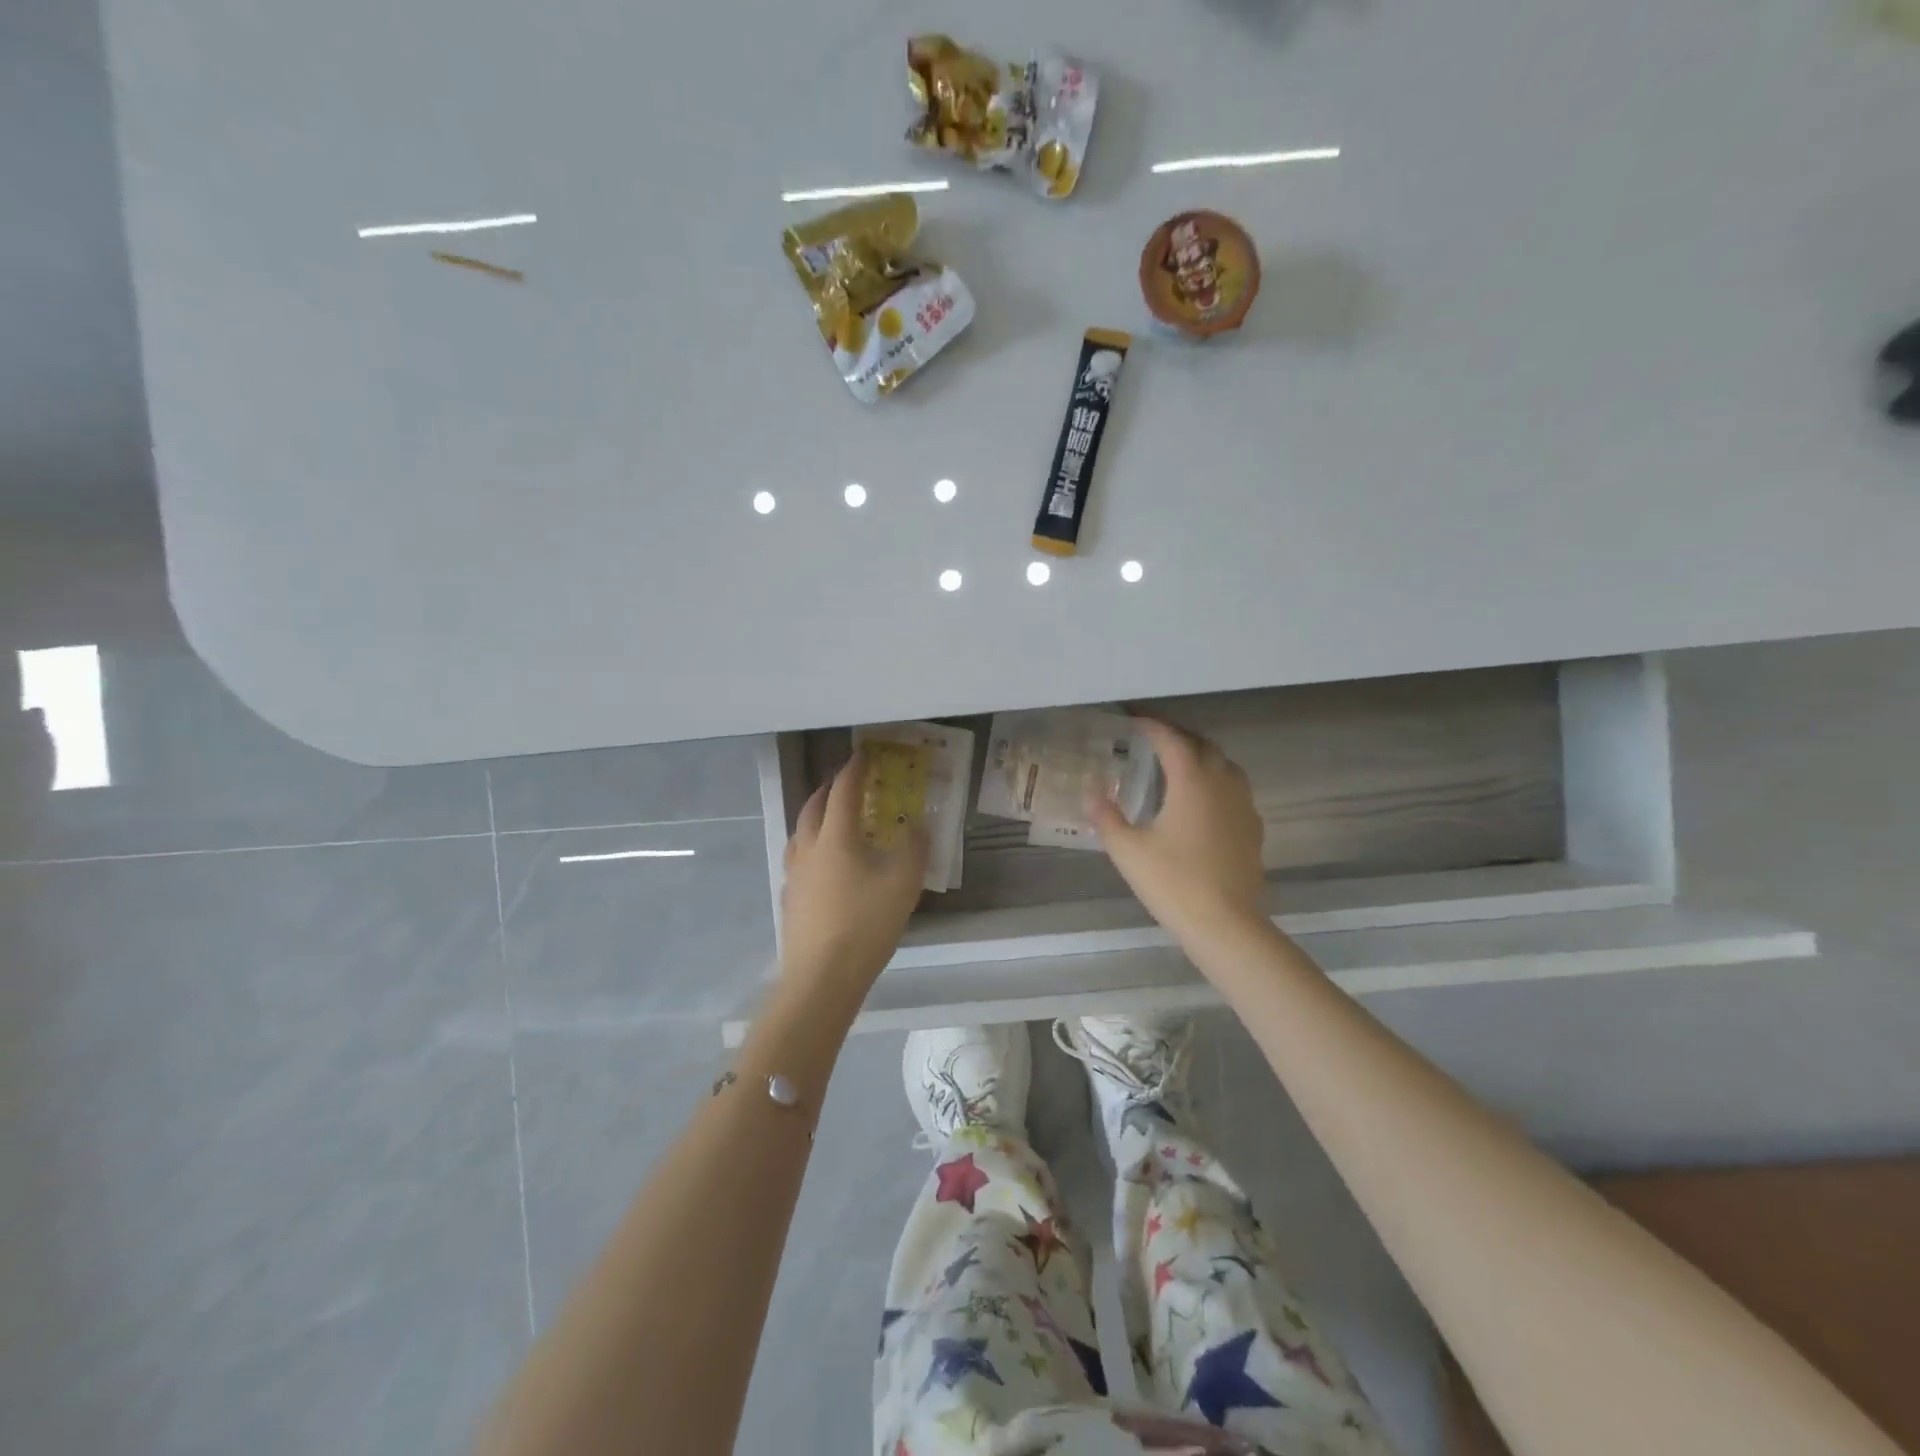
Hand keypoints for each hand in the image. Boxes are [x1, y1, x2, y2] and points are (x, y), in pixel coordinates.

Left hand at [779, 750, 929, 995]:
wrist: (822, 977)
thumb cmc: (866, 924)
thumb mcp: (904, 883)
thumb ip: (914, 846)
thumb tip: (916, 822)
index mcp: (836, 837)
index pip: (844, 791)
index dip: (856, 769)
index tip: (866, 754)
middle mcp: (809, 847)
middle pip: (814, 805)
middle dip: (831, 788)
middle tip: (849, 782)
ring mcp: (794, 874)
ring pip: (801, 831)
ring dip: (817, 814)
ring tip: (835, 817)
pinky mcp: (790, 898)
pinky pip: (799, 857)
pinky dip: (812, 844)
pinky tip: (824, 863)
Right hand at [1088, 719, 1267, 946]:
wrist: (1225, 924)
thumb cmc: (1172, 882)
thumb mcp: (1127, 850)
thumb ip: (1107, 817)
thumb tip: (1092, 793)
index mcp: (1192, 782)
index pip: (1172, 741)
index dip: (1153, 726)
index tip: (1134, 720)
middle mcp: (1223, 784)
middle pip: (1204, 746)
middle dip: (1179, 737)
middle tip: (1155, 740)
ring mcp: (1244, 807)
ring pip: (1226, 766)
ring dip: (1203, 757)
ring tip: (1180, 765)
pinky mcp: (1253, 830)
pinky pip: (1236, 792)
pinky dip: (1217, 783)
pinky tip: (1203, 803)